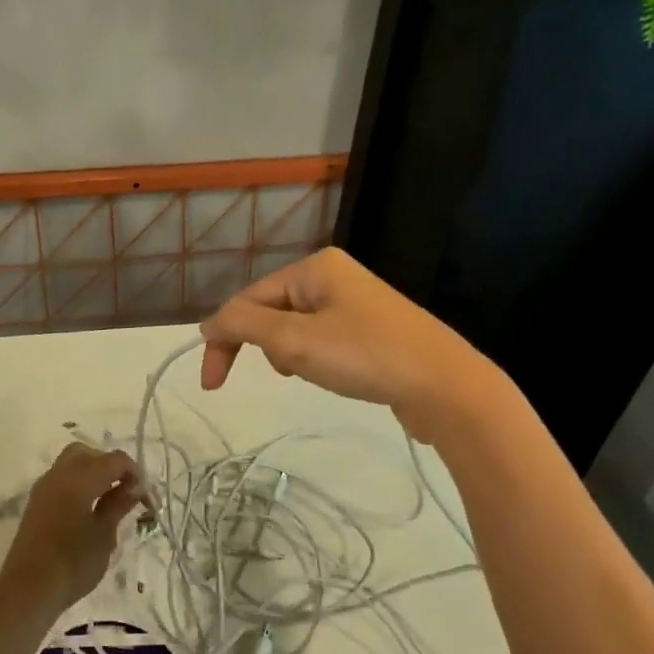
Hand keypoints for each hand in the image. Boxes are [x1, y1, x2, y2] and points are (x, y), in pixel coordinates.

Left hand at [0, 443, 142, 614]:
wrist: (28, 590)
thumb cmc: (73, 563)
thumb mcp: (104, 535)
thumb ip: (118, 504)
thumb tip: (134, 486)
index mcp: (79, 479)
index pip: (114, 460)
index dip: (134, 473)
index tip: (146, 497)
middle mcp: (59, 475)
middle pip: (89, 453)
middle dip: (110, 466)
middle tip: (125, 491)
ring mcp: (44, 488)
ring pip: (72, 463)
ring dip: (93, 473)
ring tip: (109, 501)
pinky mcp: (36, 503)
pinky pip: (61, 479)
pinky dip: (79, 484)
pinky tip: (89, 509)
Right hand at [199, 248, 482, 441]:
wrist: (445, 385)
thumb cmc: (364, 356)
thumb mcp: (293, 340)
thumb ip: (242, 326)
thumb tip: (209, 324)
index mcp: (315, 267)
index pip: (248, 298)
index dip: (223, 339)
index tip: (211, 384)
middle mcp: (335, 275)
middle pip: (271, 309)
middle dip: (259, 344)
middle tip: (263, 378)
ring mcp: (357, 301)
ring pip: (296, 325)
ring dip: (285, 352)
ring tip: (302, 373)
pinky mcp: (372, 329)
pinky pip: (322, 337)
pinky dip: (311, 356)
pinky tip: (325, 373)